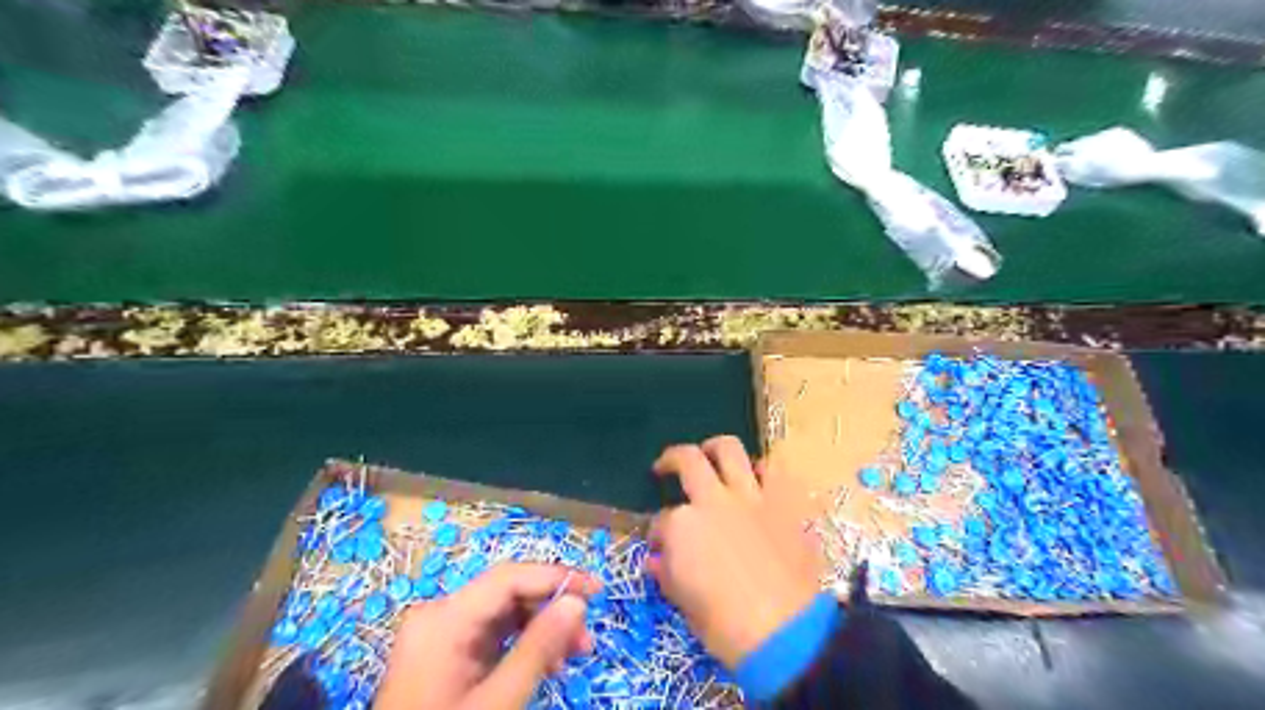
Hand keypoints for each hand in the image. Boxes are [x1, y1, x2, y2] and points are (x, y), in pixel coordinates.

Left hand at [376, 567, 598, 709]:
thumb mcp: (497, 702)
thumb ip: (537, 649)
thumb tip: (576, 602)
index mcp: (444, 618)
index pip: (508, 578)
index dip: (556, 577)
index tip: (596, 590)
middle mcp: (439, 614)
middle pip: (507, 593)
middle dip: (551, 610)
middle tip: (585, 639)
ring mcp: (440, 633)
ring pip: (504, 612)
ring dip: (541, 628)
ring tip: (573, 655)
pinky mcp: (445, 651)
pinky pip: (492, 633)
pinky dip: (522, 643)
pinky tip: (545, 662)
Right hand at [647, 431, 814, 671]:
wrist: (784, 633)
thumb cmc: (725, 627)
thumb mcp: (684, 603)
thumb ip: (668, 574)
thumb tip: (658, 560)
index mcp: (682, 525)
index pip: (660, 520)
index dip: (656, 532)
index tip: (659, 546)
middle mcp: (713, 499)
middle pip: (687, 460)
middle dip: (671, 459)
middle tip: (666, 466)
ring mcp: (750, 496)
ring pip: (729, 449)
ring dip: (716, 449)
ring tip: (711, 455)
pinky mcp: (783, 502)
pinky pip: (774, 470)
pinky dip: (763, 469)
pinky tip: (757, 478)